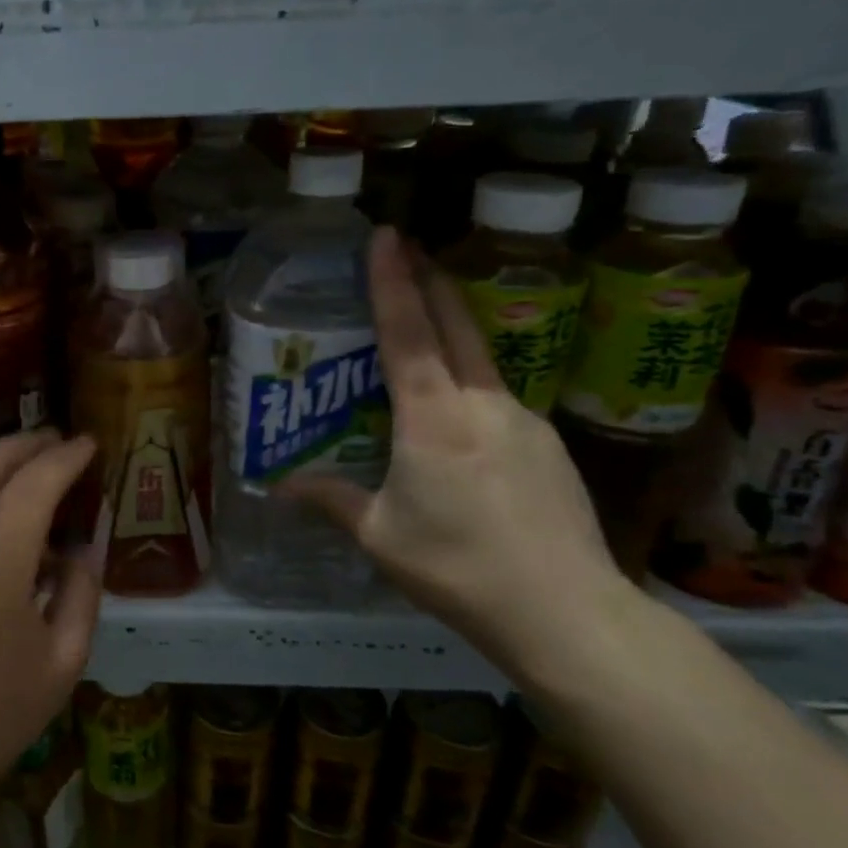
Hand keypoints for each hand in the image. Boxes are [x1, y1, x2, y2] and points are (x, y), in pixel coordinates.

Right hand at [280, 228, 629, 679]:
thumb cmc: (457, 567)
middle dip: (430, 280)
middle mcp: (482, 403)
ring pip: (482, 360)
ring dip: (453, 332)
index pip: (408, 332)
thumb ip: (332, 500)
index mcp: (432, 417)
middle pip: (456, 324)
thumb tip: (281, 485)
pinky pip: (500, 399)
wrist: (566, 612)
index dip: (393, 280)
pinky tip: (460, 419)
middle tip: (410, 247)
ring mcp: (524, 421)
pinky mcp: (549, 446)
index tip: (386, 235)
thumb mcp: (379, 535)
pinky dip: (472, 385)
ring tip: (425, 333)